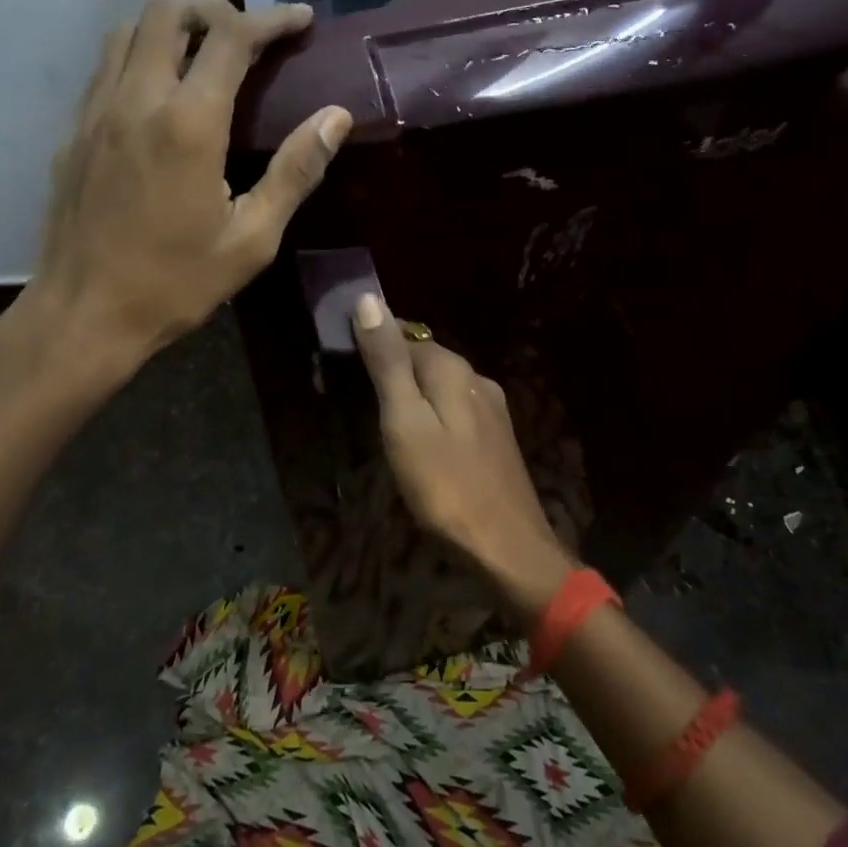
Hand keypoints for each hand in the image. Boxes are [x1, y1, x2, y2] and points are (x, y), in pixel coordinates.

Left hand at [0, 0, 351, 377]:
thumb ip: (295, 171)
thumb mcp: (252, 239)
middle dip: (215, 10)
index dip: (271, 19)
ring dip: (172, 26)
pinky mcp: (74, 132)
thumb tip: (336, 117)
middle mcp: (136, 100)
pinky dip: (141, 56)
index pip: (232, 38)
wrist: (84, 315)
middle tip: (249, 38)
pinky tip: (161, 95)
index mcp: (188, 124)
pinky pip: (107, 67)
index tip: (301, 20)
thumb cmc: (175, 283)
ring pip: (128, 30)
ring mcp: (96, 112)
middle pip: (168, 11)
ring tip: (205, 55)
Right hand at [352, 294, 575, 622]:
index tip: (340, 367)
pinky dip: (431, 417)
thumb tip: (369, 298)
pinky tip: (419, 442)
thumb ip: (388, 362)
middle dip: (391, 370)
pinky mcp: (497, 439)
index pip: (405, 336)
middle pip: (425, 360)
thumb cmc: (446, 485)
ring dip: (411, 396)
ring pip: (441, 387)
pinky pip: (454, 412)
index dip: (373, 345)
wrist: (507, 547)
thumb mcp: (404, 421)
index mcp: (453, 369)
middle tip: (354, 399)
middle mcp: (477, 379)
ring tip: (381, 424)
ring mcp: (492, 410)